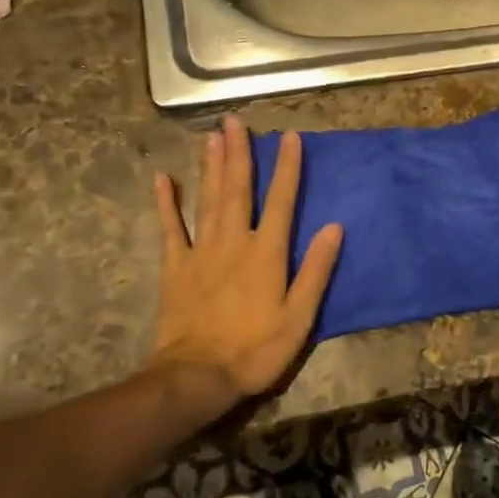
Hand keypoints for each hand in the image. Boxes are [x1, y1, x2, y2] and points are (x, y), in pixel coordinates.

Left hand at [151, 116, 342, 402]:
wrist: (198, 376)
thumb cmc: (256, 349)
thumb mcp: (299, 316)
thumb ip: (316, 270)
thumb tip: (335, 227)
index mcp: (267, 253)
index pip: (282, 200)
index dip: (288, 168)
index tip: (290, 137)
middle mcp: (234, 241)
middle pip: (238, 189)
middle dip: (239, 153)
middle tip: (235, 121)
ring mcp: (201, 251)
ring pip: (208, 199)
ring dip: (210, 166)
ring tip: (212, 136)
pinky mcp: (175, 267)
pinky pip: (170, 228)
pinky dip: (165, 203)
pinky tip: (163, 178)